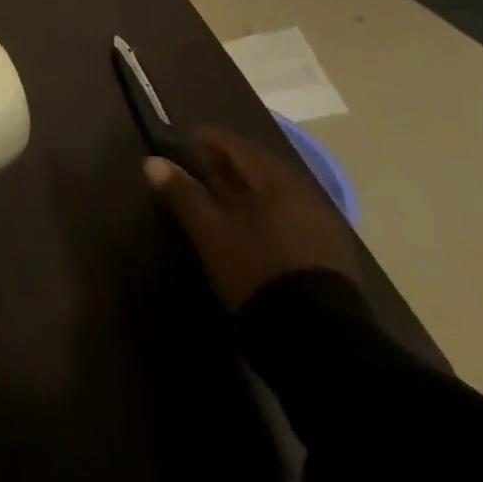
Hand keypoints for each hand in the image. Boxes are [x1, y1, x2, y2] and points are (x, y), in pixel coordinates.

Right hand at [144, 127, 358, 312]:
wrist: (321, 342)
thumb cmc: (256, 271)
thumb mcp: (209, 231)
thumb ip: (182, 192)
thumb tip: (153, 161)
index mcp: (275, 179)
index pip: (234, 144)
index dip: (203, 139)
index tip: (179, 145)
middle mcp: (303, 193)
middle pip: (256, 167)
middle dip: (224, 166)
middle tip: (194, 173)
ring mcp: (321, 224)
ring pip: (273, 194)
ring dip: (244, 192)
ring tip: (216, 202)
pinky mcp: (330, 254)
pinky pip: (288, 217)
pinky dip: (263, 214)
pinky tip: (248, 230)